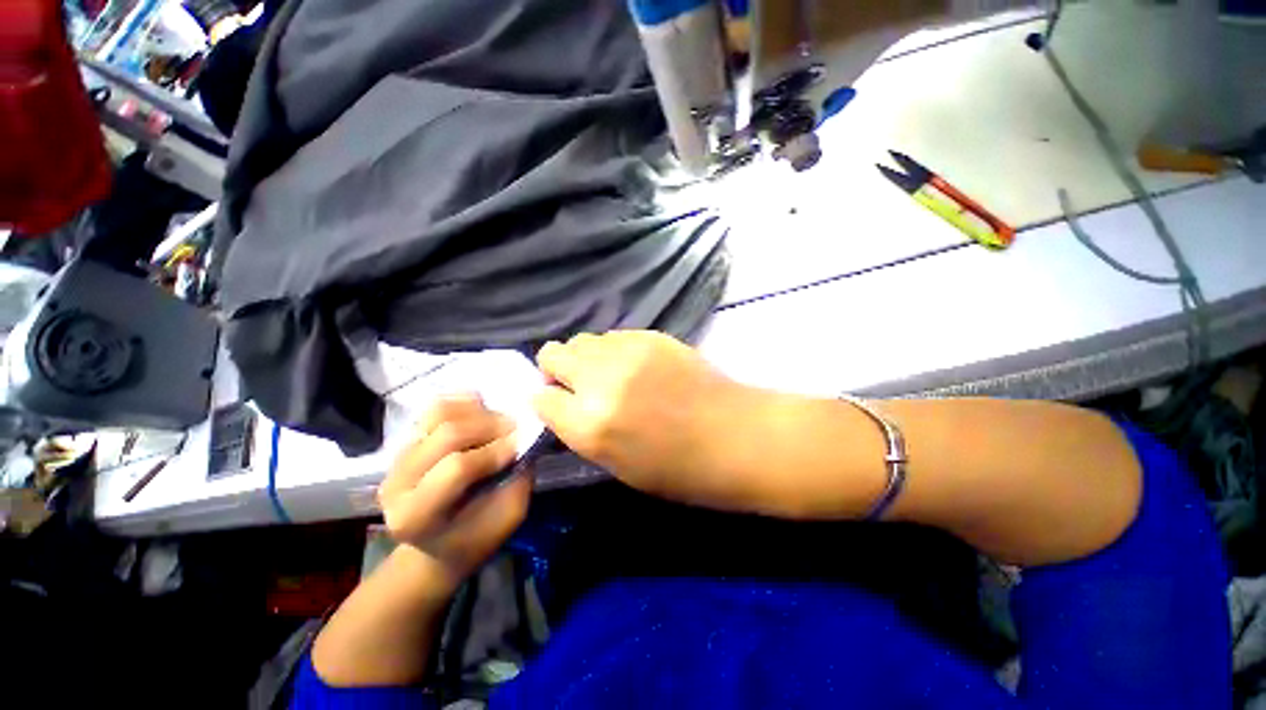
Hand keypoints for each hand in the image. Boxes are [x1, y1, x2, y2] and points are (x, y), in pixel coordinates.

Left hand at [377, 396, 530, 593]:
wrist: (441, 542)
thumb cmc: (479, 534)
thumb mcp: (509, 515)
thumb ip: (517, 476)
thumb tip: (525, 434)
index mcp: (415, 516)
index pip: (457, 468)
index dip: (495, 451)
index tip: (521, 445)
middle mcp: (396, 484)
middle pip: (447, 434)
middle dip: (491, 426)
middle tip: (517, 429)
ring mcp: (396, 459)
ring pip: (440, 414)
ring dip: (479, 412)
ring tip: (499, 424)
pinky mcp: (405, 441)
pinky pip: (437, 408)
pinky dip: (466, 403)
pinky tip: (483, 414)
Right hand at [533, 331, 758, 508]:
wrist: (737, 435)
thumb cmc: (680, 469)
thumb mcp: (618, 466)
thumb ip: (582, 431)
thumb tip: (562, 403)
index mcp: (590, 426)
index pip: (541, 399)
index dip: (546, 401)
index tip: (558, 404)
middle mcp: (601, 381)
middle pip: (553, 354)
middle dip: (556, 370)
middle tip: (577, 385)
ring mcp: (628, 352)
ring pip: (582, 340)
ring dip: (585, 358)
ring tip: (608, 374)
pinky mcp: (651, 335)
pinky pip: (613, 336)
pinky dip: (613, 350)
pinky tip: (634, 365)